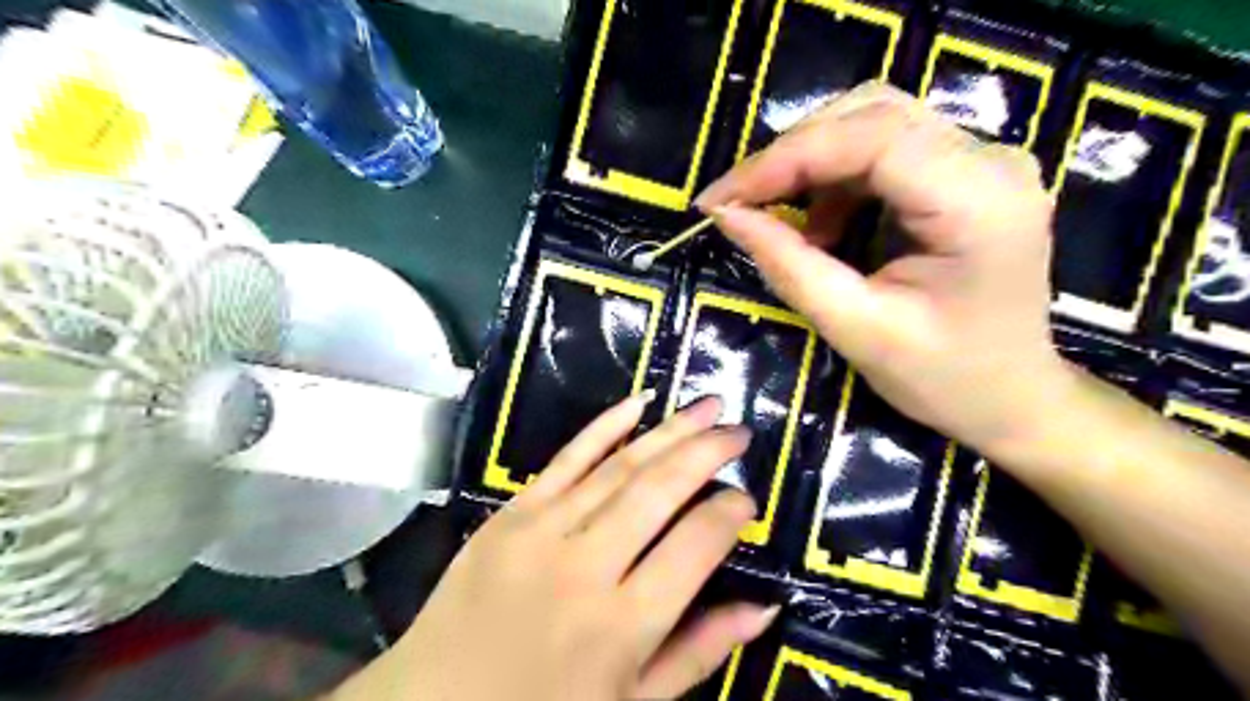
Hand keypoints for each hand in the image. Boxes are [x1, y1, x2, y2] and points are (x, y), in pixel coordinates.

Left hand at [331, 395, 778, 699]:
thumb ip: (699, 653)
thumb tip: (763, 607)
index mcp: (621, 625)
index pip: (694, 547)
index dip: (729, 515)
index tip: (748, 499)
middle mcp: (585, 567)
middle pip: (659, 491)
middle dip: (707, 453)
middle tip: (740, 432)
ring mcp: (542, 530)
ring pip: (619, 466)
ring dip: (669, 431)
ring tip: (708, 407)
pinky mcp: (510, 512)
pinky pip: (565, 458)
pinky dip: (604, 426)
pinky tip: (638, 403)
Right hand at [699, 82, 1067, 453]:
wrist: (1011, 397)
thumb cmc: (942, 378)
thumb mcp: (855, 329)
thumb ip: (788, 265)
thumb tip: (726, 214)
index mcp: (978, 200)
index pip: (869, 138)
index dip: (783, 159)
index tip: (719, 199)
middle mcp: (991, 159)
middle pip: (870, 114)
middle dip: (792, 156)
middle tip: (741, 206)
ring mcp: (983, 160)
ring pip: (873, 122)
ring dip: (812, 167)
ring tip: (786, 226)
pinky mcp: (966, 173)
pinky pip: (884, 149)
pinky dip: (835, 180)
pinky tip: (824, 228)